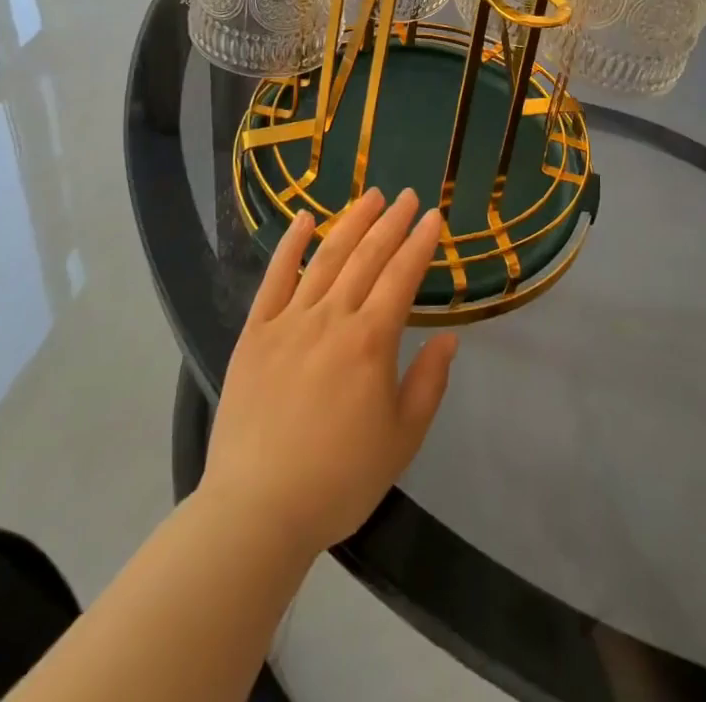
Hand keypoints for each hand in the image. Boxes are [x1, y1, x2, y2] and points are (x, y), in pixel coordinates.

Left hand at [200, 189, 457, 560]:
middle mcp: (332, 317)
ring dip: (352, 222)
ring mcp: (289, 320)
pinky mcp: (255, 332)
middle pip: (367, 257)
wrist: (257, 510)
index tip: (434, 217)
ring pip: (326, 257)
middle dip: (391, 222)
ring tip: (371, 196)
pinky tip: (304, 218)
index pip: (402, 276)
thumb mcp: (402, 439)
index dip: (420, 243)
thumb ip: (429, 382)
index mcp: (371, 341)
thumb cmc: (339, 479)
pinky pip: (275, 277)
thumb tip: (449, 337)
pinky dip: (290, 244)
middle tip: (408, 195)